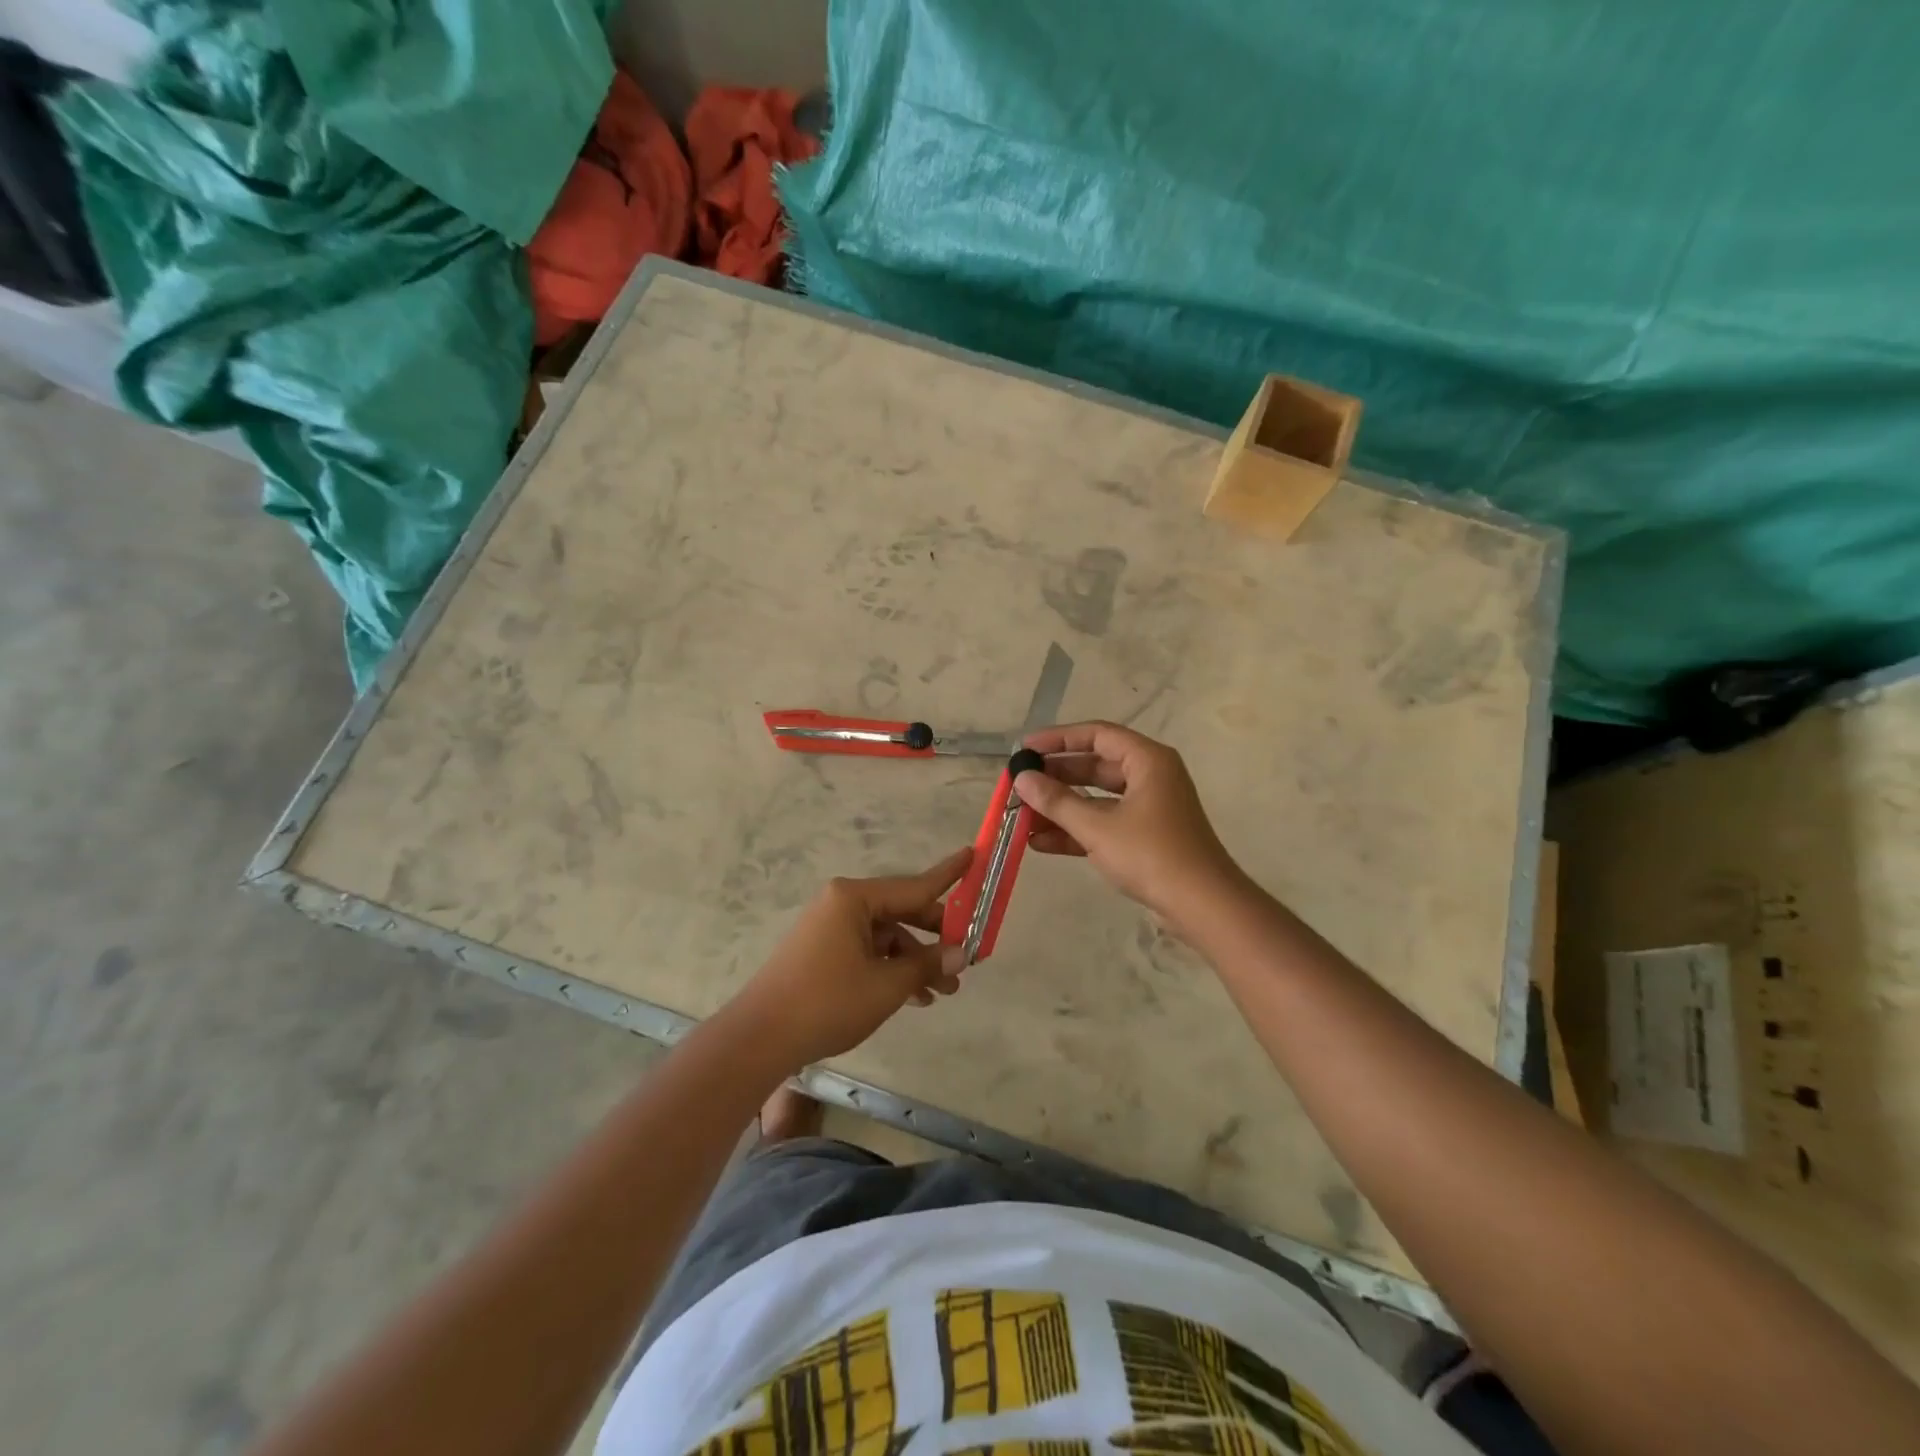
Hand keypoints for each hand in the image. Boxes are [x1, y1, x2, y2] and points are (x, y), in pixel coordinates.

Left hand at [731, 848, 971, 1068]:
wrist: (760, 1038)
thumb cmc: (828, 1001)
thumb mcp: (886, 985)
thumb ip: (927, 964)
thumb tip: (962, 954)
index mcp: (854, 898)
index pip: (914, 885)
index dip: (949, 875)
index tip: (973, 855)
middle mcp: (842, 904)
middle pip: (901, 911)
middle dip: (935, 936)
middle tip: (965, 957)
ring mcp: (830, 928)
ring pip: (886, 936)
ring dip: (915, 960)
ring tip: (944, 991)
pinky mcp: (823, 952)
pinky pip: (868, 951)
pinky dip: (891, 968)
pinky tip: (915, 996)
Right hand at [1016, 722, 1245, 931]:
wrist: (1203, 906)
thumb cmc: (1152, 855)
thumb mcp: (1097, 827)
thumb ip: (1057, 801)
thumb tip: (1021, 779)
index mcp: (1147, 760)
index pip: (1096, 735)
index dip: (1058, 739)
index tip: (1024, 749)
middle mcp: (1150, 776)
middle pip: (1094, 765)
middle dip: (1055, 777)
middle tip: (1019, 784)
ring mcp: (1149, 807)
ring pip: (1096, 798)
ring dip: (1061, 807)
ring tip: (1022, 815)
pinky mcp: (1145, 836)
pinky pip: (1104, 823)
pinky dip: (1076, 829)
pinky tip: (1041, 842)